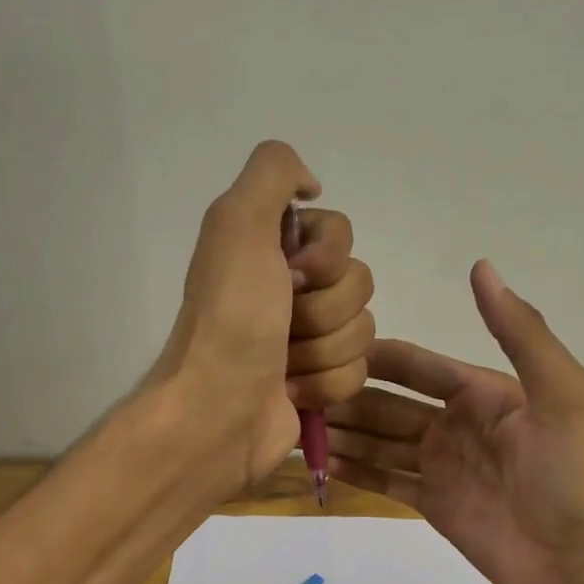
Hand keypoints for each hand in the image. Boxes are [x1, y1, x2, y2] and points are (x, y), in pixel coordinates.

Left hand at [149, 141, 374, 493]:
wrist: (220, 411)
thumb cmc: (231, 320)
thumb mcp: (238, 223)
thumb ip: (273, 172)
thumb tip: (311, 186)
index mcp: (272, 250)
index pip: (342, 234)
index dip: (326, 257)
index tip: (292, 275)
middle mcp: (291, 291)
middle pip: (359, 284)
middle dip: (324, 310)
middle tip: (284, 326)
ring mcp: (308, 341)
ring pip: (363, 332)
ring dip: (323, 351)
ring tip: (284, 365)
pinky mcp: (320, 385)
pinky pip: (358, 373)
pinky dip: (325, 385)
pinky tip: (292, 392)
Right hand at [325, 260, 583, 583]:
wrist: (572, 560)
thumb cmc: (568, 474)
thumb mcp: (559, 393)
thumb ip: (521, 332)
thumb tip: (480, 266)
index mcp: (484, 393)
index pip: (419, 367)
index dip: (378, 358)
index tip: (328, 348)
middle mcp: (456, 424)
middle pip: (391, 405)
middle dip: (349, 398)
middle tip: (298, 393)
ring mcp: (441, 466)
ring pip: (381, 442)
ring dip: (345, 433)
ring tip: (298, 426)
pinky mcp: (431, 503)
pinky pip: (385, 480)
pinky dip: (356, 471)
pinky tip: (322, 462)